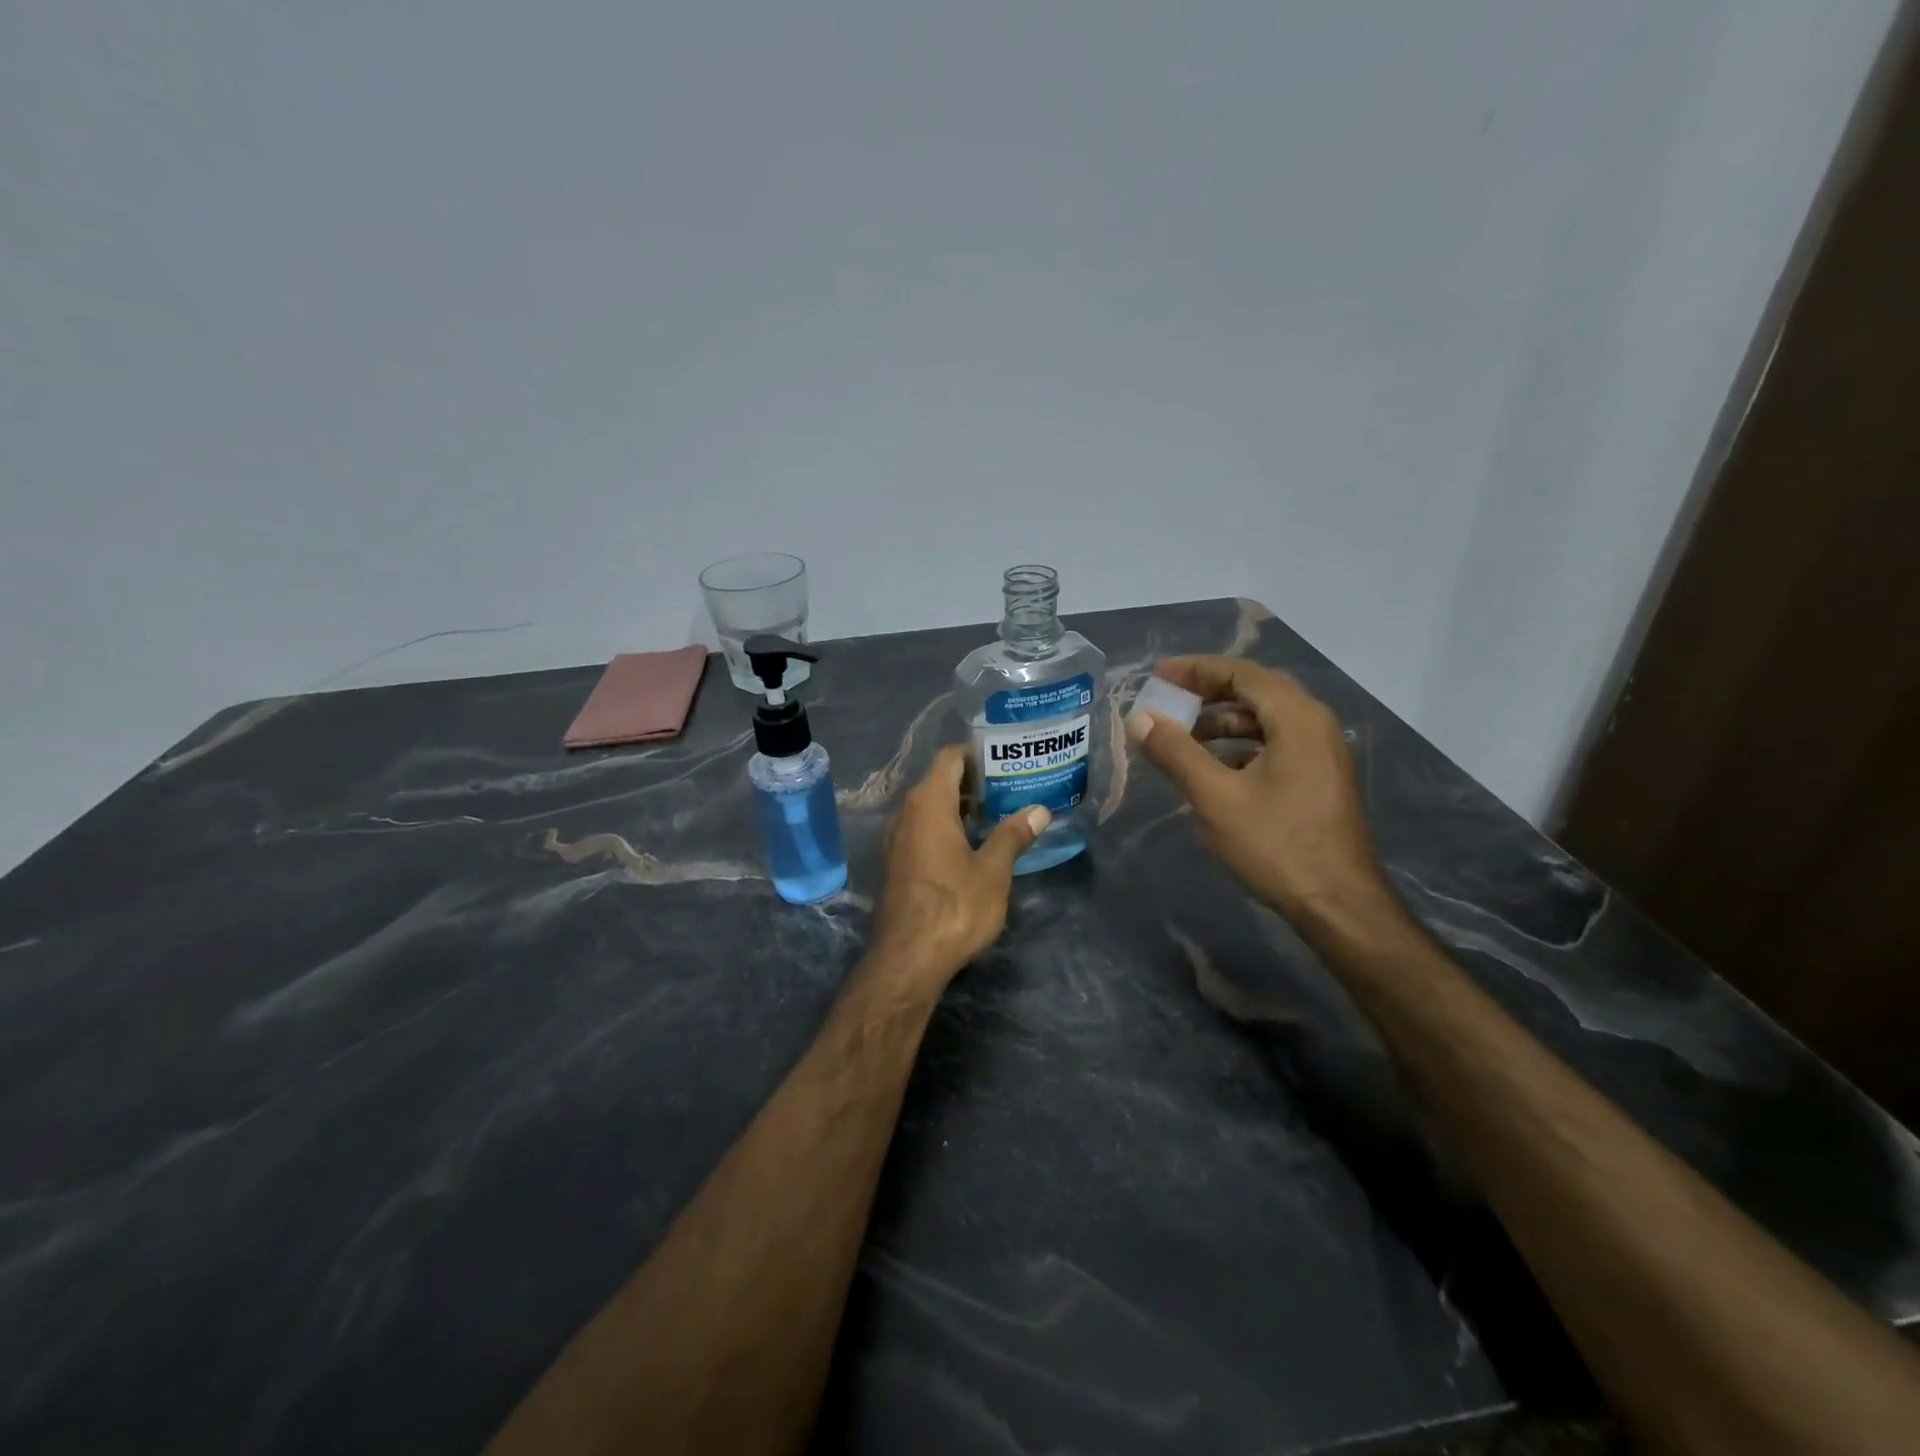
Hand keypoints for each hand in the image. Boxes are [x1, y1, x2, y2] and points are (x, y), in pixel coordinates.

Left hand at [868, 746, 1048, 988]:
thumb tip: (1039, 810)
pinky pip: (922, 830)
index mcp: (928, 803)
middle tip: (1011, 789)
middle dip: (974, 782)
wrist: (907, 960)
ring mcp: (897, 839)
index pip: (950, 758)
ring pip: (930, 808)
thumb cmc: (954, 907)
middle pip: (940, 781)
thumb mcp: (993, 871)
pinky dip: (947, 828)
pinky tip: (973, 846)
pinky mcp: (896, 863)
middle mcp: (906, 813)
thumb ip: (1013, 836)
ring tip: (998, 816)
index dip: (978, 755)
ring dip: (961, 808)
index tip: (1007, 762)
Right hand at [1125, 657, 1390, 924]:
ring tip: (1182, 737)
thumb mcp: (1215, 796)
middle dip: (1209, 692)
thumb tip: (1140, 718)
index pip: (1242, 674)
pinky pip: (1275, 744)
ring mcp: (1322, 754)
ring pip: (1266, 720)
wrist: (1338, 905)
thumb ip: (1175, 752)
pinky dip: (1241, 746)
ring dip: (1223, 722)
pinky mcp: (1320, 780)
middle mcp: (1315, 725)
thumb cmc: (1275, 844)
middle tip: (1168, 699)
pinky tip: (1214, 768)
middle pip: (1256, 692)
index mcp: (1296, 718)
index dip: (1197, 670)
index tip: (1159, 675)